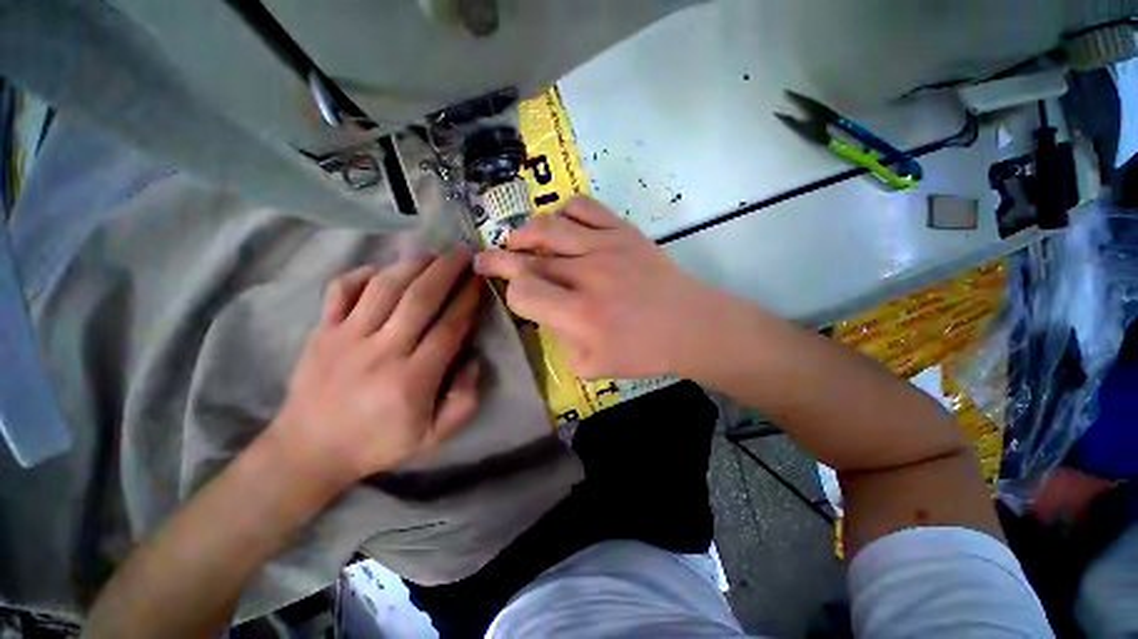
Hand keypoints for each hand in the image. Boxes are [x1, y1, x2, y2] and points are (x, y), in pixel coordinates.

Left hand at [271, 248, 483, 489]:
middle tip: (464, 252)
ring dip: (413, 264)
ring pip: (384, 287)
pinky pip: (341, 290)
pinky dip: (364, 273)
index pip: (448, 328)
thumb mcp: (433, 437)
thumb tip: (473, 360)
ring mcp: (346, 337)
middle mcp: (381, 351)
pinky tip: (384, 269)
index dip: (467, 299)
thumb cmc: (378, 443)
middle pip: (419, 299)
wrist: (308, 450)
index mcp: (412, 380)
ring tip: (434, 252)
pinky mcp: (321, 331)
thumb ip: (464, 402)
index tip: (480, 280)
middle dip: (447, 270)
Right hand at [473, 196, 726, 378]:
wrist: (689, 325)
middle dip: (498, 259)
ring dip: (524, 233)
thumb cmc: (644, 352)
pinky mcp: (623, 231)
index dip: (510, 293)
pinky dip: (562, 212)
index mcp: (579, 314)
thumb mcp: (593, 366)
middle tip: (485, 259)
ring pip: (548, 226)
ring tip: (518, 241)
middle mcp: (586, 275)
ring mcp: (605, 246)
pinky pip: (583, 207)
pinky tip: (559, 226)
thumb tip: (546, 313)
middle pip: (527, 257)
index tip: (512, 295)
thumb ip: (559, 340)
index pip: (523, 292)